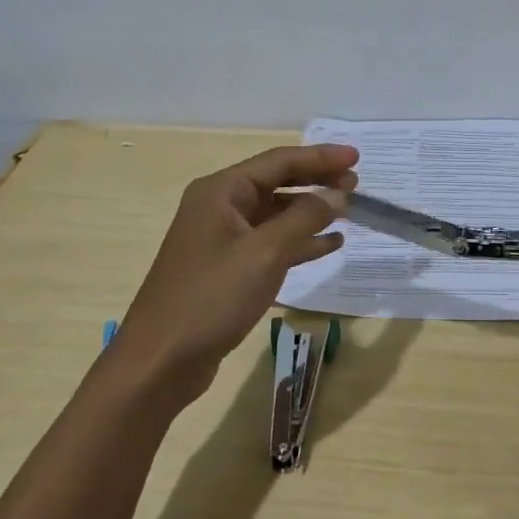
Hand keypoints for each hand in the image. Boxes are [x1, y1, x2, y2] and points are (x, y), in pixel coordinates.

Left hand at [114, 143, 356, 408]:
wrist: (161, 361)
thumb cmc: (211, 298)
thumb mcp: (264, 253)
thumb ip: (305, 219)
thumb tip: (337, 195)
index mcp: (221, 192)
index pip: (279, 161)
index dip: (320, 157)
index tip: (357, 157)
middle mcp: (220, 207)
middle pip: (277, 183)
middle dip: (317, 181)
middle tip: (357, 184)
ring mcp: (223, 239)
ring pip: (276, 214)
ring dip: (311, 211)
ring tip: (349, 211)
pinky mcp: (229, 269)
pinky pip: (272, 243)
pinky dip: (300, 241)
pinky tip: (330, 245)